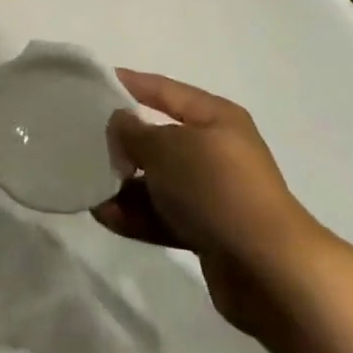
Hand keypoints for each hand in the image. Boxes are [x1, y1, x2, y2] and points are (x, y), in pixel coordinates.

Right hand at [93, 70, 320, 335]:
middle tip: (84, 142)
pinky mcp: (209, 232)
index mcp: (215, 118)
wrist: (268, 270)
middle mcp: (217, 151)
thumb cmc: (216, 188)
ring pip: (159, 182)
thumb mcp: (167, 148)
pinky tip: (105, 217)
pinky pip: (164, 215)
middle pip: (161, 139)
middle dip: (124, 143)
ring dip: (125, 185)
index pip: (166, 91)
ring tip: (89, 189)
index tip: (96, 82)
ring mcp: (214, 194)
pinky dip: (137, 215)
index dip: (133, 84)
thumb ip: (135, 132)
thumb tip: (120, 122)